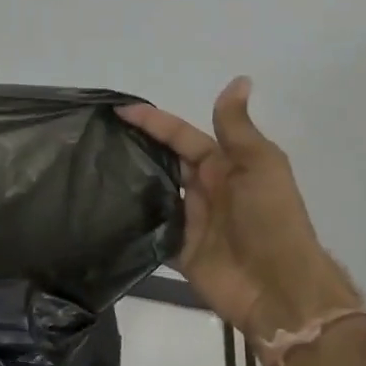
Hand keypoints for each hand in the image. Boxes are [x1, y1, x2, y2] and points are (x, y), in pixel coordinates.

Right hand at [120, 78, 357, 345]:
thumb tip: (239, 79)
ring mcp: (190, 221)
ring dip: (129, 184)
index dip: (153, 121)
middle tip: (94, 138)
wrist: (277, 286)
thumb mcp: (259, 164)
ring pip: (153, 194)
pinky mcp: (178, 251)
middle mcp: (204, 189)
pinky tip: (101, 213)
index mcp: (223, 165)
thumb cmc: (270, 218)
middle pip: (163, 162)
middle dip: (135, 148)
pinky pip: (149, 232)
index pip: (180, 136)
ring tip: (89, 171)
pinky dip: (130, 224)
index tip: (117, 110)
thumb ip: (238, 127)